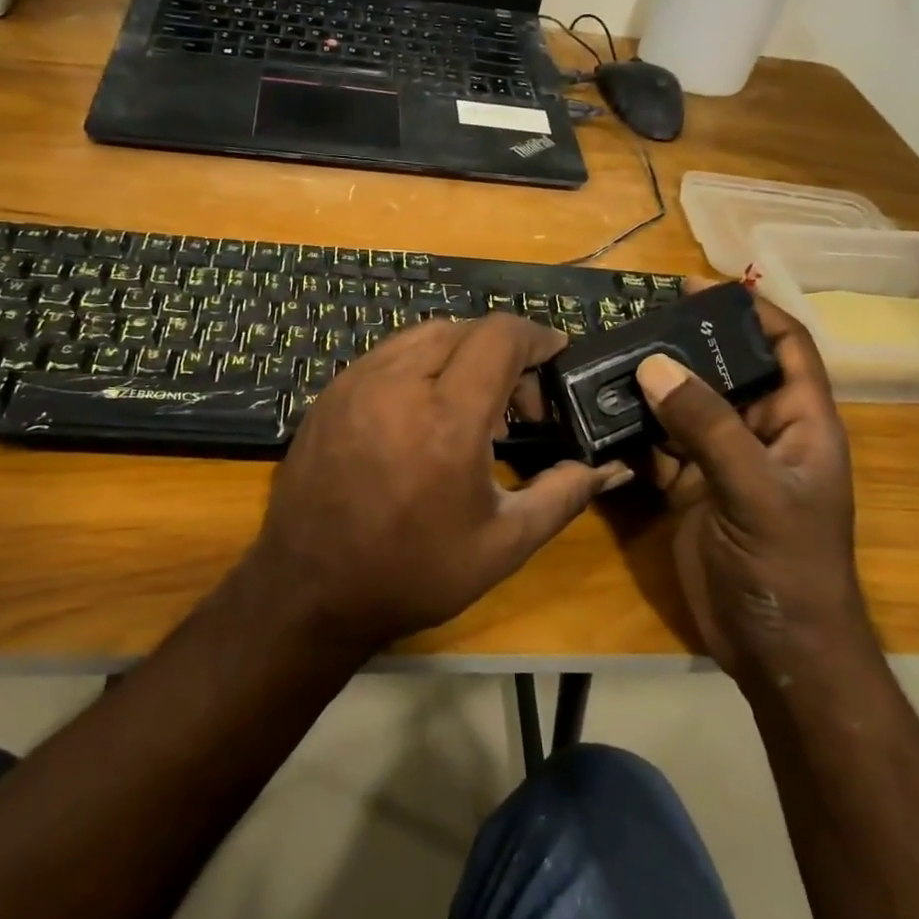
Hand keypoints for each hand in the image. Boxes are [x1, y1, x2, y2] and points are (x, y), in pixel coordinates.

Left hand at [247, 314, 629, 651]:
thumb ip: (563, 495)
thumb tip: (610, 468)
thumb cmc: (413, 571)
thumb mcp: (503, 543)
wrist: (309, 589)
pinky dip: (420, 365)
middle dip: (501, 351)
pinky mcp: (330, 393)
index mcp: (448, 419)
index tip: (556, 353)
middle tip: (517, 403)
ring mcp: (356, 383)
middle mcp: (398, 383)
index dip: (537, 336)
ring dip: (459, 353)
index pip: (499, 336)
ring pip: (422, 335)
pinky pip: (387, 355)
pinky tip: (423, 411)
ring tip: (470, 406)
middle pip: (463, 329)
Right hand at [635, 286, 866, 680]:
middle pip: (726, 372)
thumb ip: (708, 427)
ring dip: (653, 385)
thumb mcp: (755, 491)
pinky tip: (602, 412)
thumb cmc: (788, 567)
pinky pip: (660, 446)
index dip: (753, 312)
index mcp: (800, 423)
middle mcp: (761, 434)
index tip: (702, 286)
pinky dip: (634, 429)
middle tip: (636, 320)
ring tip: (609, 355)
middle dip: (688, 345)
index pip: (786, 348)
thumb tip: (655, 364)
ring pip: (686, 408)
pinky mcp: (690, 489)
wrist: (776, 651)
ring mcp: (723, 462)